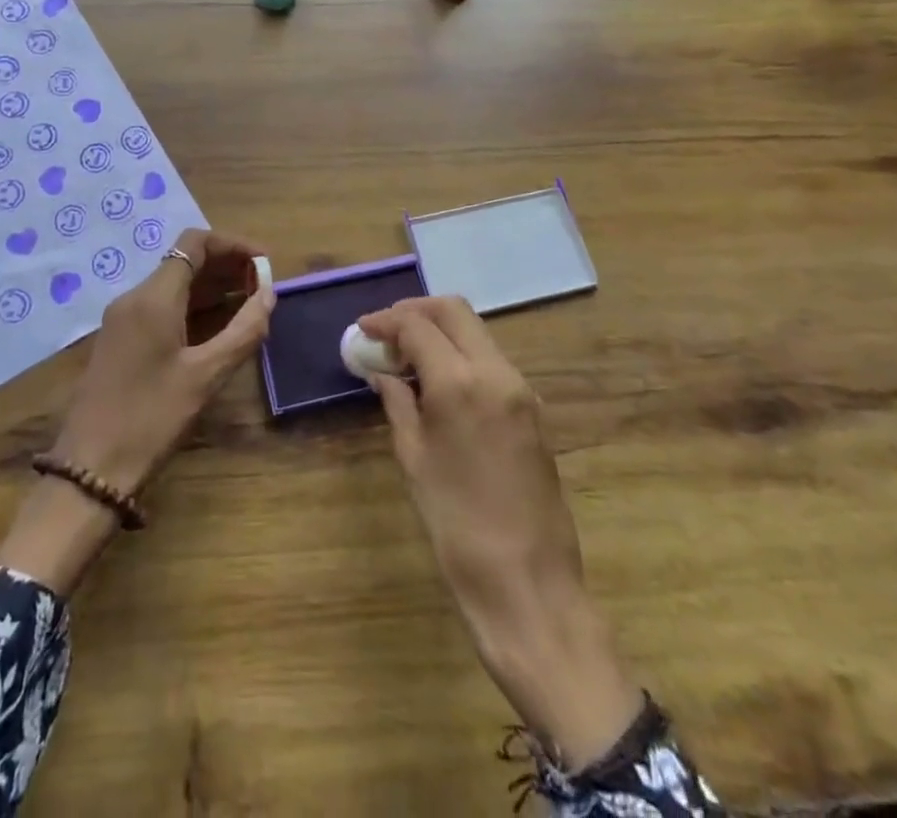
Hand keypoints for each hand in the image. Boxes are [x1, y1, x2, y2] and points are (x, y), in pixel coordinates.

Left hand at [0, 229, 273, 594]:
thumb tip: (269, 294)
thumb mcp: (205, 376)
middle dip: (226, 266)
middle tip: (263, 286)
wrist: (90, 468)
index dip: (233, 245)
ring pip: (174, 285)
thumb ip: (243, 331)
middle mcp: (135, 297)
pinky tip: (218, 328)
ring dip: (212, 287)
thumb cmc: (151, 418)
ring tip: (249, 304)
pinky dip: (194, 307)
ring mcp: (124, 319)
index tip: (265, 263)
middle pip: (184, 261)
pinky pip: (162, 307)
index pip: (195, 243)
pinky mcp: (121, 340)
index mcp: (153, 297)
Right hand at [359, 297, 642, 766]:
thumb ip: (398, 403)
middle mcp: (496, 372)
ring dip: (440, 331)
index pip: (418, 324)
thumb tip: (384, 372)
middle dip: (415, 311)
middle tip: (385, 332)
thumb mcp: (413, 459)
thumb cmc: (457, 526)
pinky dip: (461, 354)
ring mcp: (521, 388)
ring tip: (406, 356)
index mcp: (460, 382)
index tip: (362, 330)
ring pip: (476, 332)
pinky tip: (437, 380)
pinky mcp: (533, 408)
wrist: (529, 584)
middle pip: (453, 311)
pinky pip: (491, 359)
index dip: (385, 320)